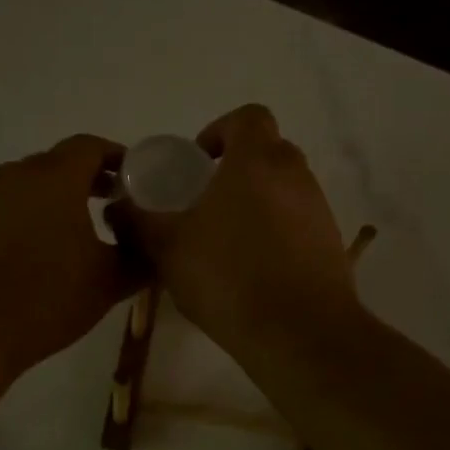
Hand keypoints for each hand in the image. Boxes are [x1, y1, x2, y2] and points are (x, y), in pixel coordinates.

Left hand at [0, 135, 137, 379]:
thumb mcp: (108, 282)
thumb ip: (138, 259)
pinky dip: (16, 224)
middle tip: (107, 208)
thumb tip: (152, 249)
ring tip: (65, 238)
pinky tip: (23, 259)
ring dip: (47, 204)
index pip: (89, 147)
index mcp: (55, 177)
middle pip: (54, 165)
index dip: (115, 158)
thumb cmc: (45, 296)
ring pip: (22, 189)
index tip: (132, 178)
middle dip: (83, 182)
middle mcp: (13, 175)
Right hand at [122, 105, 358, 355]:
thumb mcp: (167, 248)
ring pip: (284, 188)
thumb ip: (139, 221)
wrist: (300, 333)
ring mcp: (319, 209)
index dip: (220, 130)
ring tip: (225, 240)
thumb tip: (118, 206)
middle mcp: (294, 175)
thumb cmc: (228, 276)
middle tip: (205, 201)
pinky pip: (298, 221)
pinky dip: (276, 231)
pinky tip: (252, 268)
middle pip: (267, 151)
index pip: (248, 117)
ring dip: (256, 201)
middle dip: (236, 168)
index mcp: (256, 161)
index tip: (198, 163)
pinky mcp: (331, 243)